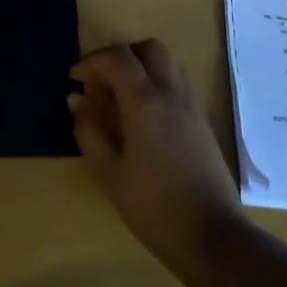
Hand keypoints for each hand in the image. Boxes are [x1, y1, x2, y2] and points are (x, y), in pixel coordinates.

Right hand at [69, 39, 244, 283]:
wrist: (213, 237)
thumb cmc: (154, 207)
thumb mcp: (110, 172)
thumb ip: (90, 130)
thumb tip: (77, 99)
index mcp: (146, 101)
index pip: (118, 58)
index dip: (92, 61)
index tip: (74, 78)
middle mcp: (172, 93)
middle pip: (150, 49)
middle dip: (122, 55)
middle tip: (101, 80)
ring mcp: (191, 106)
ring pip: (168, 63)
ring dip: (141, 67)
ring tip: (119, 97)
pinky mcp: (202, 122)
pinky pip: (177, 84)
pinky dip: (156, 84)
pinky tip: (142, 117)